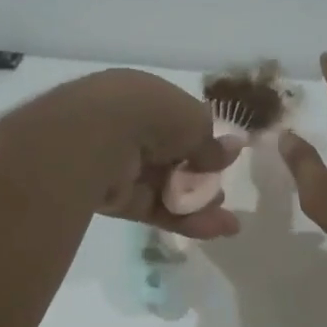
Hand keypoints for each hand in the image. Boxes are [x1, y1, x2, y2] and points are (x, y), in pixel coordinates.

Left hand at [63, 70, 241, 239]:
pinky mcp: (112, 199)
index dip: (202, 141)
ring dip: (197, 205)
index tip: (225, 159)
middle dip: (201, 179)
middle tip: (222, 194)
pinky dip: (182, 220)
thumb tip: (232, 150)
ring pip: (164, 187)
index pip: (176, 121)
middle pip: (172, 159)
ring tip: (226, 224)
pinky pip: (152, 208)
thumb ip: (210, 142)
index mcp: (142, 97)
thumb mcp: (193, 120)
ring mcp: (117, 164)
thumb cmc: (149, 114)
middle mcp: (127, 128)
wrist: (94, 138)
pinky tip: (213, 230)